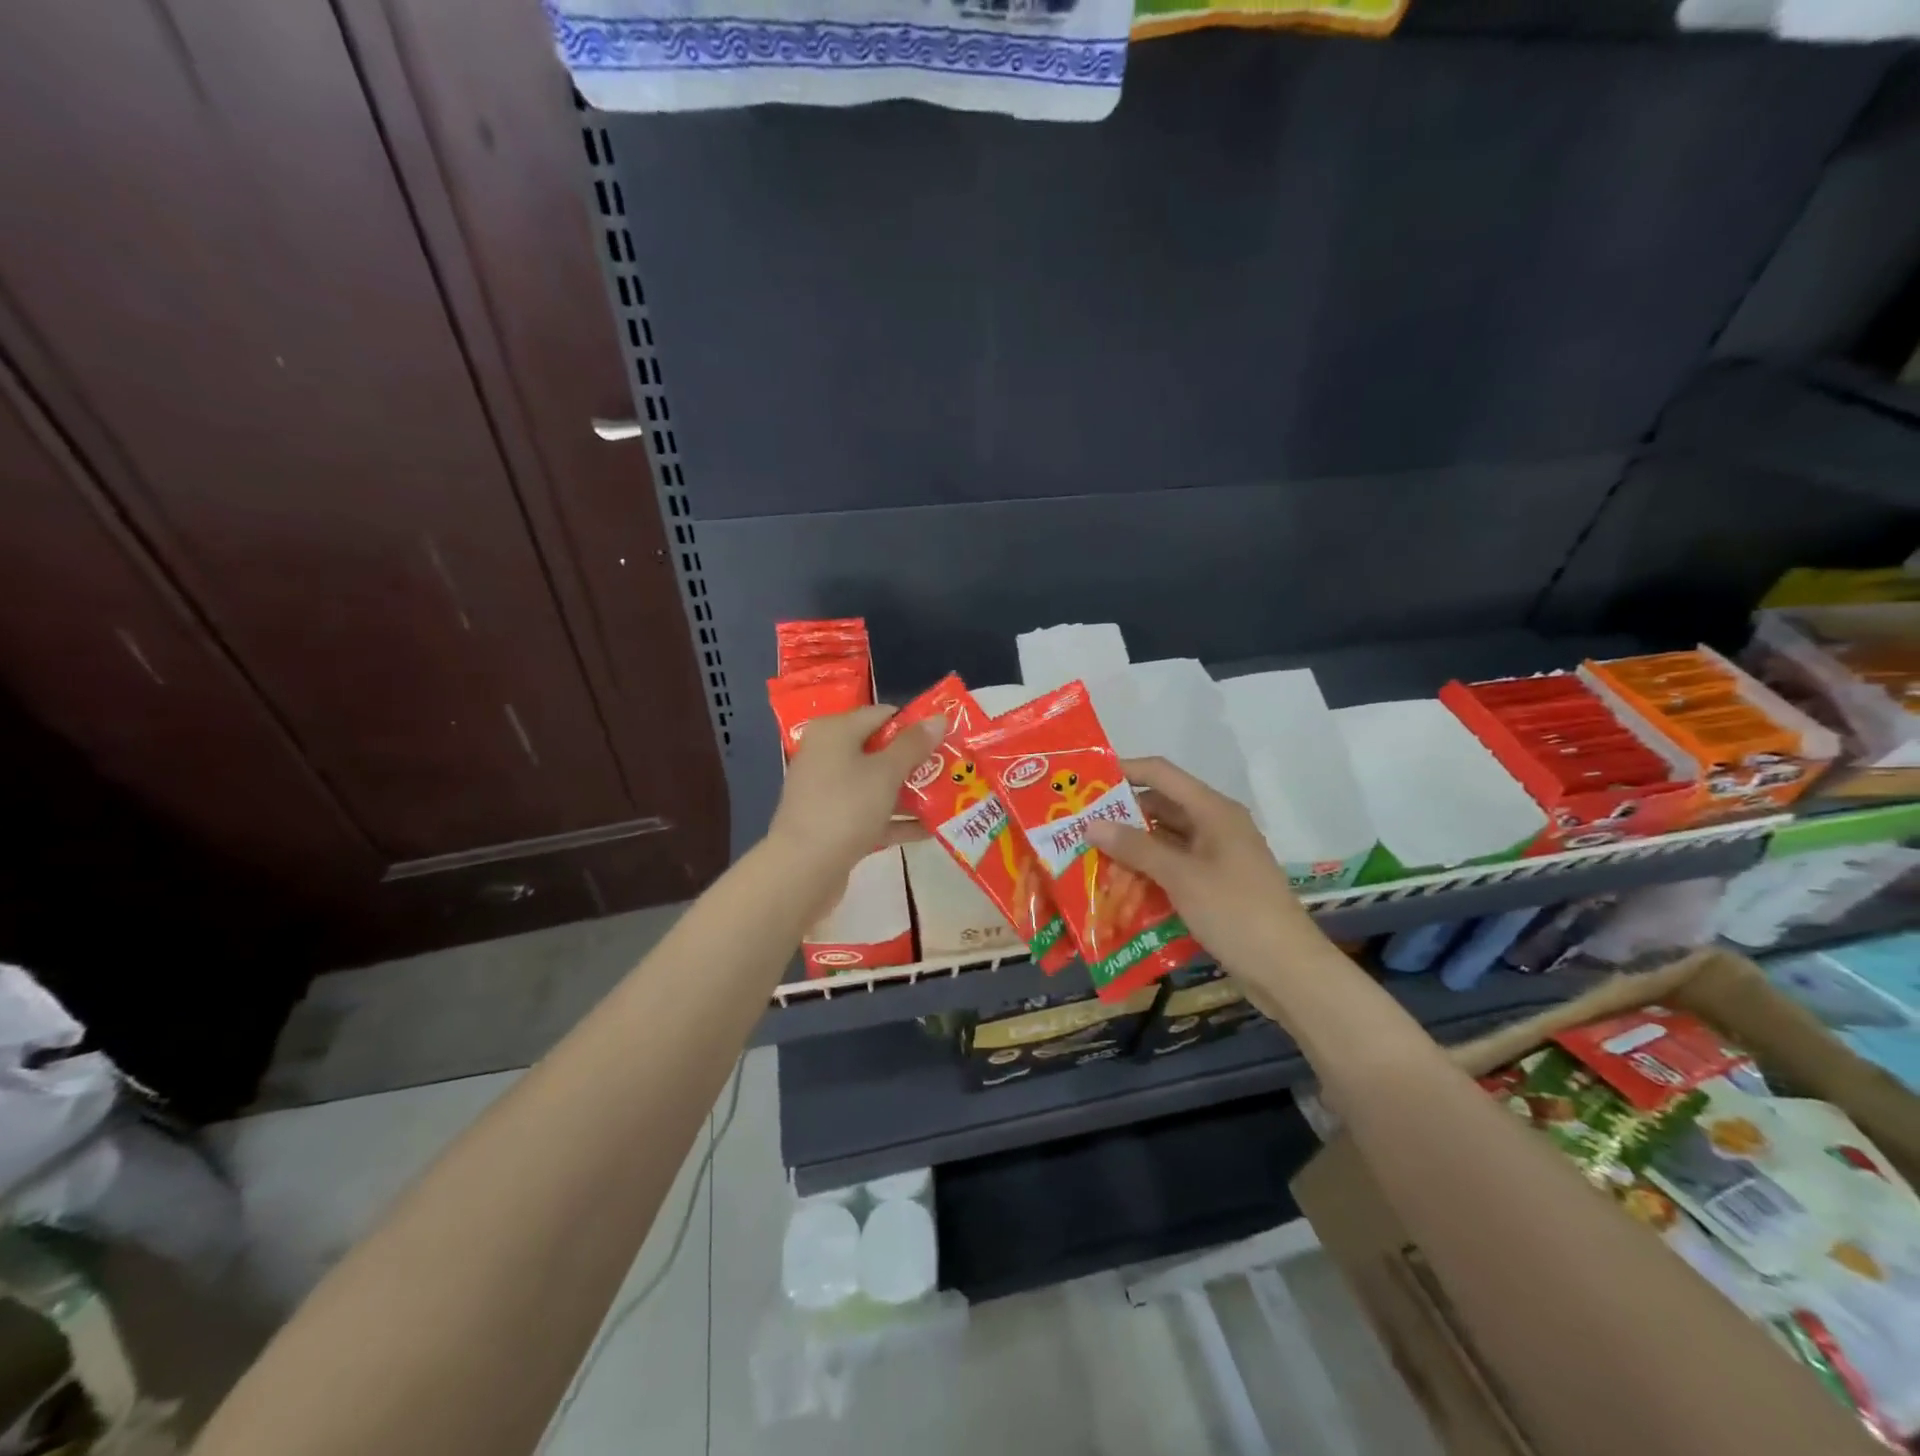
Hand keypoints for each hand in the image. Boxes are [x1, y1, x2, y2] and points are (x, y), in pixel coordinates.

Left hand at [766, 705, 939, 876]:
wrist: (803, 868)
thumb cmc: (846, 807)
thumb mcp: (886, 772)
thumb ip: (914, 744)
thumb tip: (938, 718)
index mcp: (834, 731)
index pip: (882, 714)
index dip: (915, 724)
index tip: (948, 736)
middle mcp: (827, 755)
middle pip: (880, 750)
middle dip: (917, 761)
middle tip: (953, 767)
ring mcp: (828, 791)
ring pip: (876, 784)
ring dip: (911, 792)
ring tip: (950, 797)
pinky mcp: (832, 822)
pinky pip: (870, 813)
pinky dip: (896, 819)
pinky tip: (931, 829)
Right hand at [1084, 756, 1318, 978]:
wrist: (1288, 970)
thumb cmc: (1235, 912)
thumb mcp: (1181, 877)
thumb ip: (1136, 847)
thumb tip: (1091, 823)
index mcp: (1213, 811)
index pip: (1161, 773)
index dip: (1124, 770)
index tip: (1085, 779)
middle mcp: (1215, 826)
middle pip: (1161, 806)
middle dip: (1121, 815)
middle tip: (1078, 824)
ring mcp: (1217, 857)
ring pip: (1165, 840)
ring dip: (1132, 847)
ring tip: (1089, 855)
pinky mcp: (1215, 886)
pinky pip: (1174, 867)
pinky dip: (1148, 872)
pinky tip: (1118, 886)